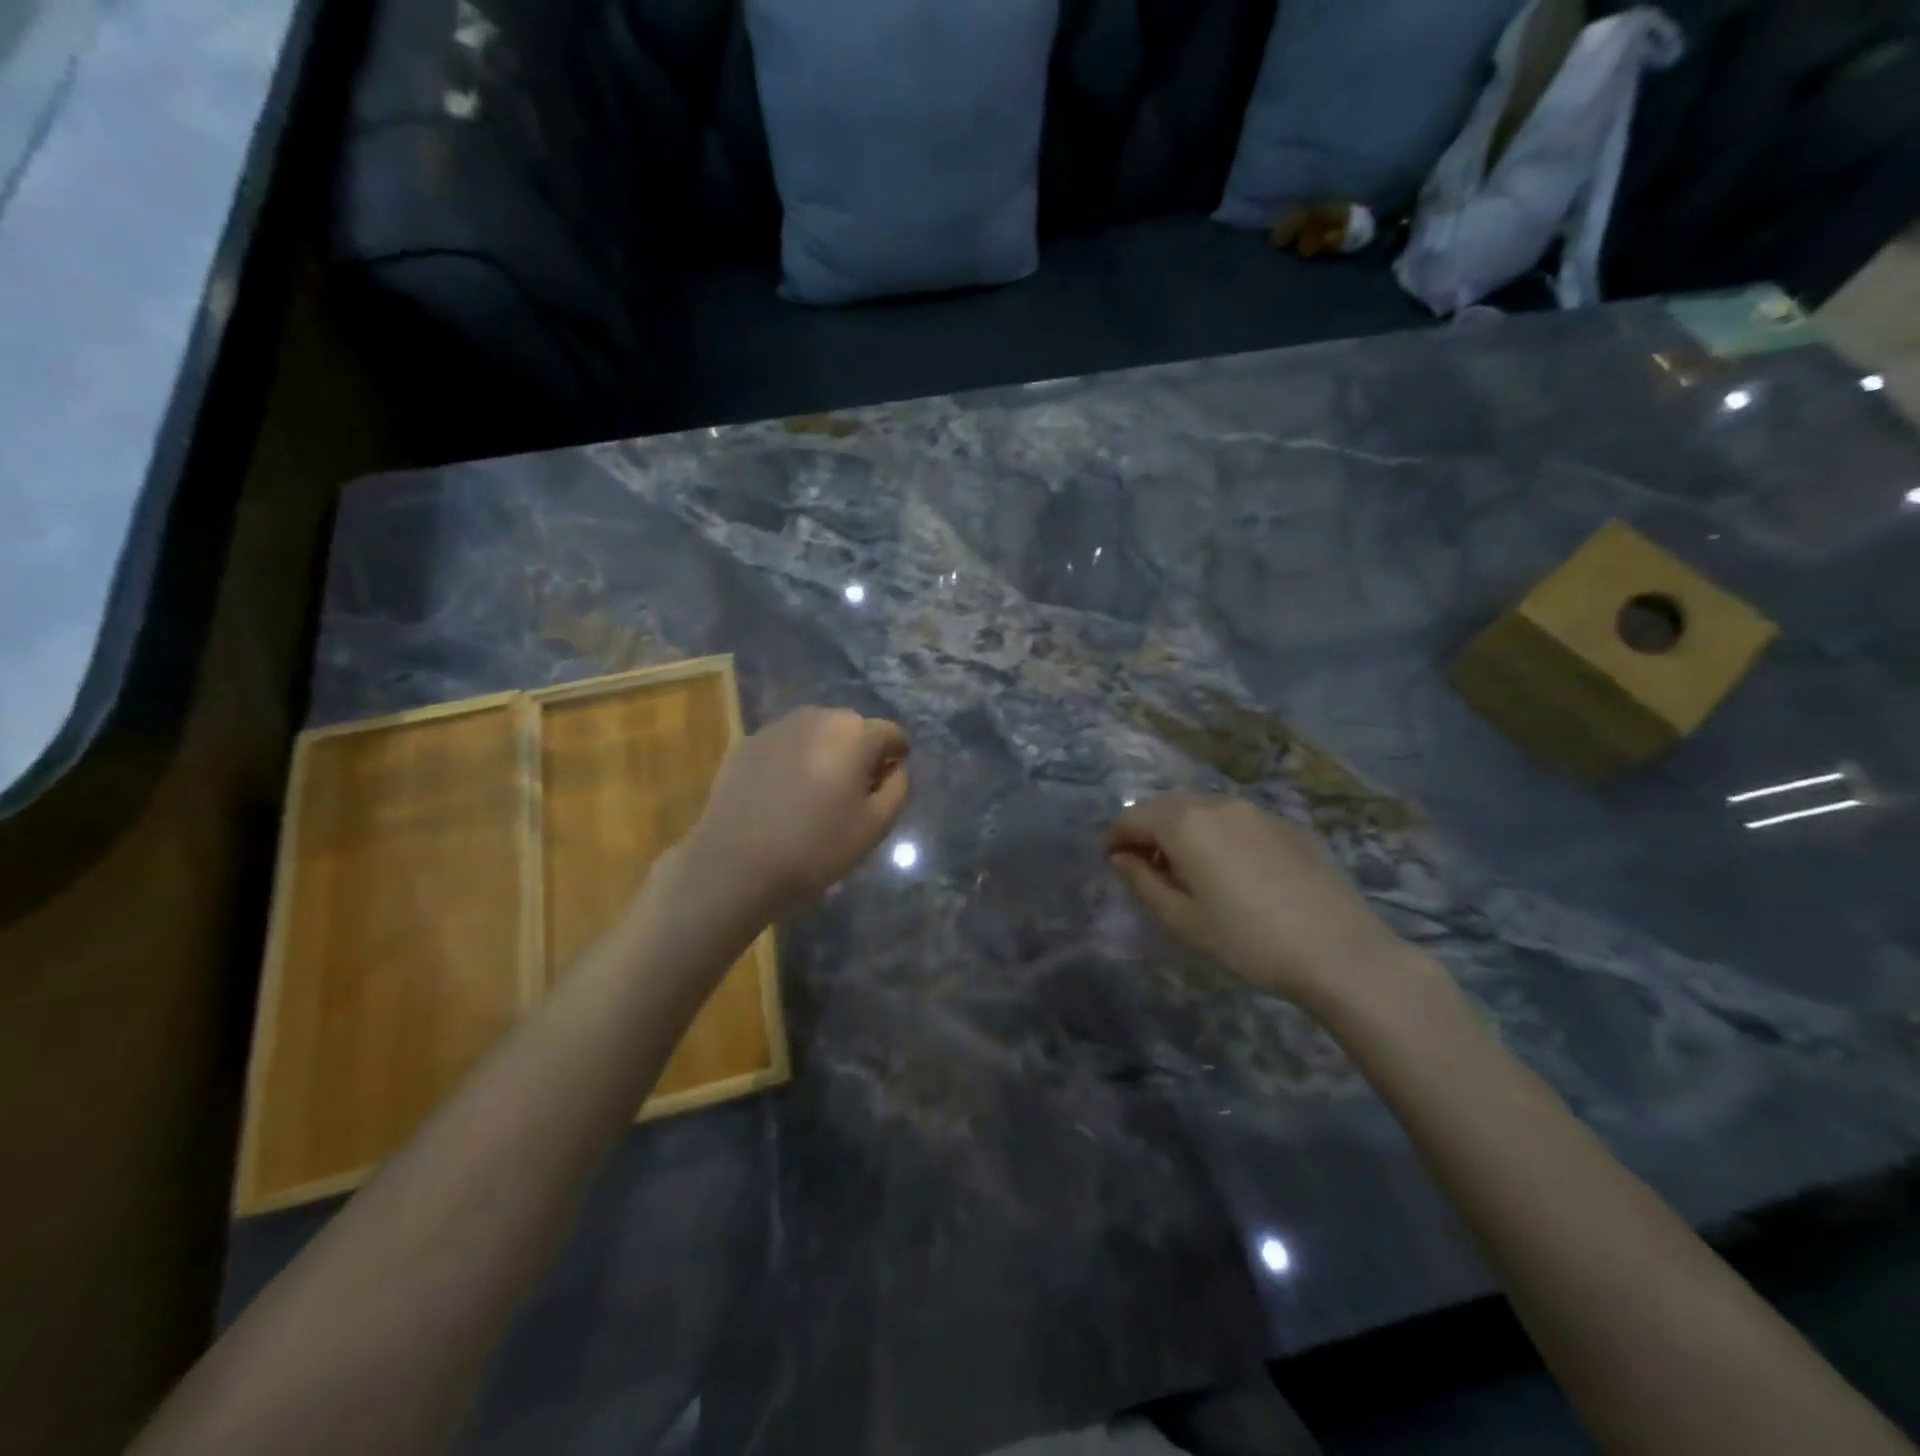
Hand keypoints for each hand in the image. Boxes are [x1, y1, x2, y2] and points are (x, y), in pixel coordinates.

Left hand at [684, 707, 909, 910]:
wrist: (735, 864)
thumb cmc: (815, 847)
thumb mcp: (876, 826)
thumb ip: (898, 787)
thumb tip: (894, 767)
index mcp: (854, 735)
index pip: (891, 734)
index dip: (894, 759)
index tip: (883, 788)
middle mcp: (817, 717)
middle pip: (853, 728)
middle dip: (858, 753)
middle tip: (849, 794)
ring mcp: (778, 727)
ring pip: (817, 732)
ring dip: (825, 753)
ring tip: (814, 793)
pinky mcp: (748, 742)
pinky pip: (786, 744)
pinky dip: (793, 759)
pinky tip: (782, 794)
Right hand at [1107, 794, 1410, 1007]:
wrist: (1339, 950)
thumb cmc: (1247, 940)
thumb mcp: (1182, 920)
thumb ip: (1142, 882)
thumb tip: (1121, 858)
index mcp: (1185, 824)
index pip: (1132, 817)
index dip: (1115, 838)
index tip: (1111, 863)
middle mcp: (1218, 804)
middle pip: (1166, 806)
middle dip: (1148, 830)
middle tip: (1146, 867)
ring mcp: (1257, 811)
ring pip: (1203, 809)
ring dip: (1183, 830)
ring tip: (1188, 868)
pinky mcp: (1288, 825)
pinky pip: (1237, 820)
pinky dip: (1218, 834)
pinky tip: (1233, 870)